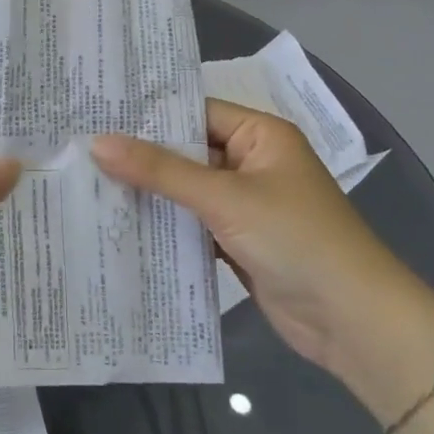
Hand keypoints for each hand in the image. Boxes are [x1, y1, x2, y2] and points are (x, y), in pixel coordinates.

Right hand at [91, 99, 420, 373]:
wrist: (353, 322)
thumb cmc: (295, 239)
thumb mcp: (224, 198)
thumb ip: (160, 170)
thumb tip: (97, 142)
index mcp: (260, 135)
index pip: (194, 112)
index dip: (148, 115)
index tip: (95, 115)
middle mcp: (252, 162)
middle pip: (187, 151)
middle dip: (141, 156)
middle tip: (80, 150)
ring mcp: (245, 204)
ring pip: (186, 190)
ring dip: (149, 193)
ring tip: (88, 183)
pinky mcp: (238, 241)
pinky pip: (193, 223)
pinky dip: (165, 225)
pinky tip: (121, 224)